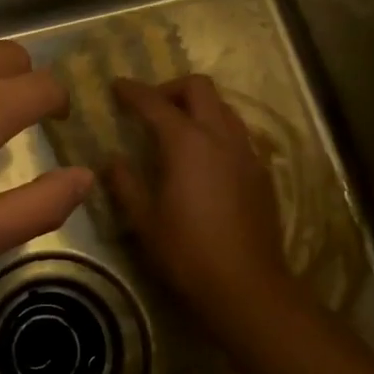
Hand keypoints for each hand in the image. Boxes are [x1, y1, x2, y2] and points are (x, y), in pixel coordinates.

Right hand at [110, 76, 291, 312]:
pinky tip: (205, 159)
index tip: (117, 86)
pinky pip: (238, 133)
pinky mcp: (262, 172)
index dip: (133, 91)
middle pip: (199, 88)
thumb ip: (125, 183)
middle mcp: (220, 136)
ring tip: (178, 129)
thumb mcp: (144, 220)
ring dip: (198, 107)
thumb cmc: (187, 253)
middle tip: (151, 107)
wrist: (248, 287)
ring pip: (223, 107)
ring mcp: (246, 152)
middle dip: (171, 88)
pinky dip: (217, 130)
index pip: (155, 103)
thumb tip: (111, 160)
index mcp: (186, 142)